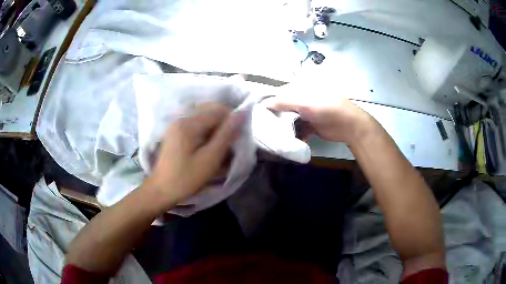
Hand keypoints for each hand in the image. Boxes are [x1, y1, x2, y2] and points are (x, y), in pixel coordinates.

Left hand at [144, 103, 242, 209]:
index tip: (239, 137)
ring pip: (203, 117)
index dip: (232, 120)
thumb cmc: (186, 178)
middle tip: (230, 142)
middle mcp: (181, 118)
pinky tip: (208, 145)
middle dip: (224, 123)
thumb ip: (226, 134)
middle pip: (209, 110)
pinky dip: (206, 131)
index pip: (217, 110)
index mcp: (188, 124)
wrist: (161, 190)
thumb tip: (241, 113)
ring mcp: (176, 124)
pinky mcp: (175, 132)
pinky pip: (195, 124)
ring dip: (215, 127)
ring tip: (220, 145)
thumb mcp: (210, 159)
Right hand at [263, 84, 374, 144]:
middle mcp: (303, 98)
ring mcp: (308, 112)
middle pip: (285, 106)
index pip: (281, 91)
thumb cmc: (326, 108)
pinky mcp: (311, 125)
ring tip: (273, 134)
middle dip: (276, 114)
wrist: (348, 126)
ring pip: (290, 118)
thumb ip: (283, 101)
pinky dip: (295, 134)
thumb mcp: (304, 102)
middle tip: (263, 124)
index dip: (270, 99)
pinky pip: (298, 129)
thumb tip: (264, 104)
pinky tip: (289, 140)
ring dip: (284, 126)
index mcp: (302, 87)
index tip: (259, 110)